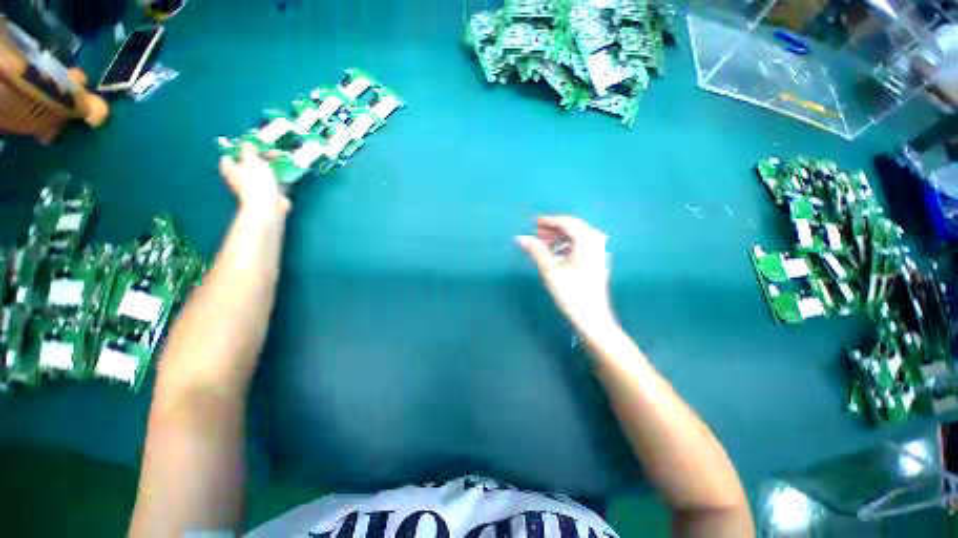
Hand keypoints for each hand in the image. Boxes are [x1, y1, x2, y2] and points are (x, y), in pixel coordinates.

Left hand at [219, 143, 290, 216]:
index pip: (229, 156)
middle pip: (248, 163)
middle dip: (260, 157)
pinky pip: (274, 180)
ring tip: (282, 159)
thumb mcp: (251, 160)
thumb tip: (246, 143)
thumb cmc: (256, 182)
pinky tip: (288, 171)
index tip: (252, 145)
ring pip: (263, 171)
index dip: (239, 149)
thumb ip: (248, 149)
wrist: (269, 207)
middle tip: (272, 150)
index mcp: (230, 169)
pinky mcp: (269, 193)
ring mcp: (255, 186)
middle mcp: (240, 178)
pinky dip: (280, 176)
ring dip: (272, 166)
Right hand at [517, 216, 616, 335]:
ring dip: (561, 237)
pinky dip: (569, 245)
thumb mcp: (550, 270)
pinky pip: (583, 245)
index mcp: (587, 242)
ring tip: (545, 245)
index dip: (550, 221)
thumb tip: (521, 238)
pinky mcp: (598, 263)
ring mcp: (599, 253)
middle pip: (575, 227)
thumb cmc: (571, 294)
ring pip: (579, 237)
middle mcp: (596, 244)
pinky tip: (558, 254)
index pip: (567, 223)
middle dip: (555, 229)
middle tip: (538, 234)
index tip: (533, 223)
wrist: (593, 318)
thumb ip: (536, 251)